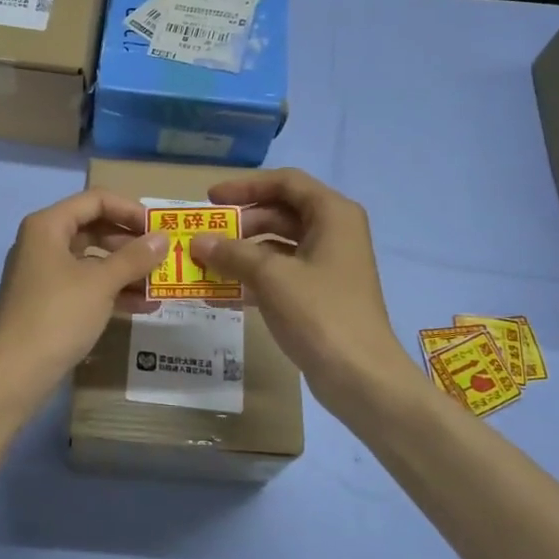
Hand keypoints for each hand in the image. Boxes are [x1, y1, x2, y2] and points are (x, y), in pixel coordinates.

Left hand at [0, 190, 166, 396]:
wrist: (15, 372)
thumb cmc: (58, 315)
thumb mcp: (100, 283)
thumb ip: (134, 257)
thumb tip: (163, 238)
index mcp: (47, 226)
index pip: (95, 200)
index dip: (130, 209)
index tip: (159, 228)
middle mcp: (42, 243)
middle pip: (94, 228)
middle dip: (131, 242)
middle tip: (163, 256)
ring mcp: (44, 274)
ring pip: (91, 260)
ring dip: (126, 269)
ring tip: (160, 284)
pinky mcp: (48, 302)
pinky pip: (85, 286)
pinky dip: (112, 291)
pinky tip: (143, 306)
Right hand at [189, 169, 429, 417]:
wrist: (360, 376)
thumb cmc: (320, 313)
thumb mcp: (270, 276)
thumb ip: (231, 253)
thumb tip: (197, 241)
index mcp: (333, 214)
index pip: (285, 182)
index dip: (245, 186)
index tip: (210, 199)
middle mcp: (334, 232)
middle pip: (280, 213)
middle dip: (240, 224)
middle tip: (204, 236)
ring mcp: (328, 265)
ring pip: (277, 246)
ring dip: (241, 253)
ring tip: (205, 265)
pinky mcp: (319, 294)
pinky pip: (280, 274)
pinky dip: (252, 279)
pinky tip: (221, 294)